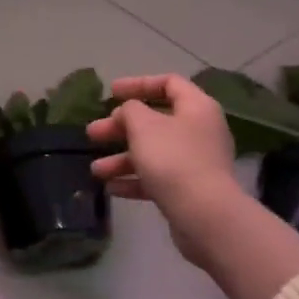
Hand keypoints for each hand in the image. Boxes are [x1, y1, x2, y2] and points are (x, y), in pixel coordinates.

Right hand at [86, 74, 251, 274]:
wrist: (204, 214)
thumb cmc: (173, 159)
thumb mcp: (143, 125)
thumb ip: (130, 110)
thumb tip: (129, 112)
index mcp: (196, 107)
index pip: (168, 83)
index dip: (138, 83)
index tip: (110, 92)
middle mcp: (200, 130)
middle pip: (155, 121)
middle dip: (120, 128)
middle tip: (94, 133)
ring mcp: (196, 162)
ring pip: (153, 152)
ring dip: (122, 159)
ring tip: (96, 170)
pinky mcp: (190, 189)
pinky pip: (158, 177)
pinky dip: (135, 180)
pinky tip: (112, 188)